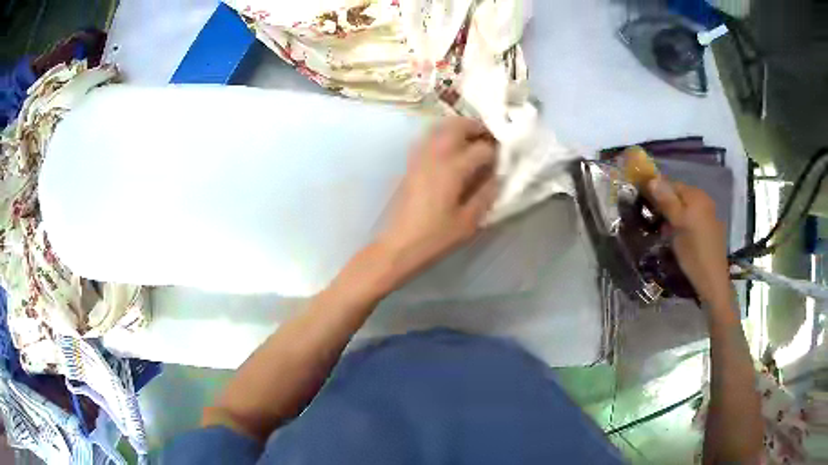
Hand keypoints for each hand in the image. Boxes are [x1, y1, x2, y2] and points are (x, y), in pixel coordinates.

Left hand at [375, 118, 498, 282]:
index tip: (505, 156)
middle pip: (457, 126)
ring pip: (439, 128)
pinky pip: (427, 138)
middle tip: (489, 135)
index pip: (481, 149)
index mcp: (452, 169)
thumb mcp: (468, 222)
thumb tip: (497, 177)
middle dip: (476, 127)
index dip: (496, 150)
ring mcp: (419, 157)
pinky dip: (441, 135)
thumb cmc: (434, 237)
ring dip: (457, 127)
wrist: (398, 245)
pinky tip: (449, 148)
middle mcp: (435, 155)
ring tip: (471, 138)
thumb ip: (486, 195)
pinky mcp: (410, 164)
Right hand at [646, 177, 731, 307]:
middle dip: (666, 207)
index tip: (646, 208)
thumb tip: (652, 179)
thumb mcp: (677, 225)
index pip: (672, 184)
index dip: (658, 193)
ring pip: (685, 209)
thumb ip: (666, 201)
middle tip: (656, 223)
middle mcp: (704, 200)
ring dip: (674, 217)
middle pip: (679, 196)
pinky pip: (693, 219)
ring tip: (666, 233)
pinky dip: (683, 225)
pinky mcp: (710, 229)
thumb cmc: (693, 252)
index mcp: (696, 195)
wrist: (712, 280)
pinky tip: (679, 239)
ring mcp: (709, 215)